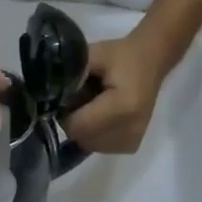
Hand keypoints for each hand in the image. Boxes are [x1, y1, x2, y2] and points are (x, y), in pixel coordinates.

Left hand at [62, 31, 181, 154]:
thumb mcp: (94, 54)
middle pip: (82, 138)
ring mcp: (132, 140)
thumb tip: (49, 94)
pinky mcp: (131, 146)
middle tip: (81, 100)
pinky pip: (99, 147)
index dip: (66, 113)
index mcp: (124, 107)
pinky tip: (103, 117)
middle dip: (74, 121)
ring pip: (88, 144)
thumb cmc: (121, 56)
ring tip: (94, 107)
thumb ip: (71, 74)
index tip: (68, 98)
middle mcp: (130, 129)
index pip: (78, 126)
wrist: (152, 60)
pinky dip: (94, 134)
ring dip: (83, 129)